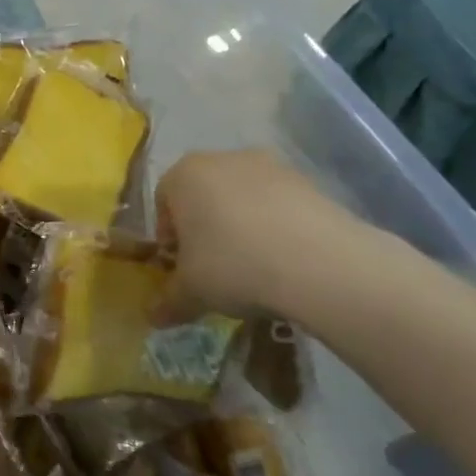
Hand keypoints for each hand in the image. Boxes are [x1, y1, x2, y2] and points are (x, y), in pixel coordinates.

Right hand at [153, 150, 362, 323]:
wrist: (321, 263)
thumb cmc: (233, 266)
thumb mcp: (191, 292)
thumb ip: (168, 302)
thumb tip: (154, 317)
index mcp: (184, 174)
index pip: (163, 200)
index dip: (169, 236)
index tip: (181, 266)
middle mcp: (224, 159)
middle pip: (204, 194)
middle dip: (205, 228)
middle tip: (213, 267)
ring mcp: (271, 166)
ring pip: (243, 198)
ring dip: (242, 226)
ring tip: (254, 266)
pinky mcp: (310, 181)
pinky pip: (279, 205)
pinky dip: (276, 227)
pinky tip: (285, 261)